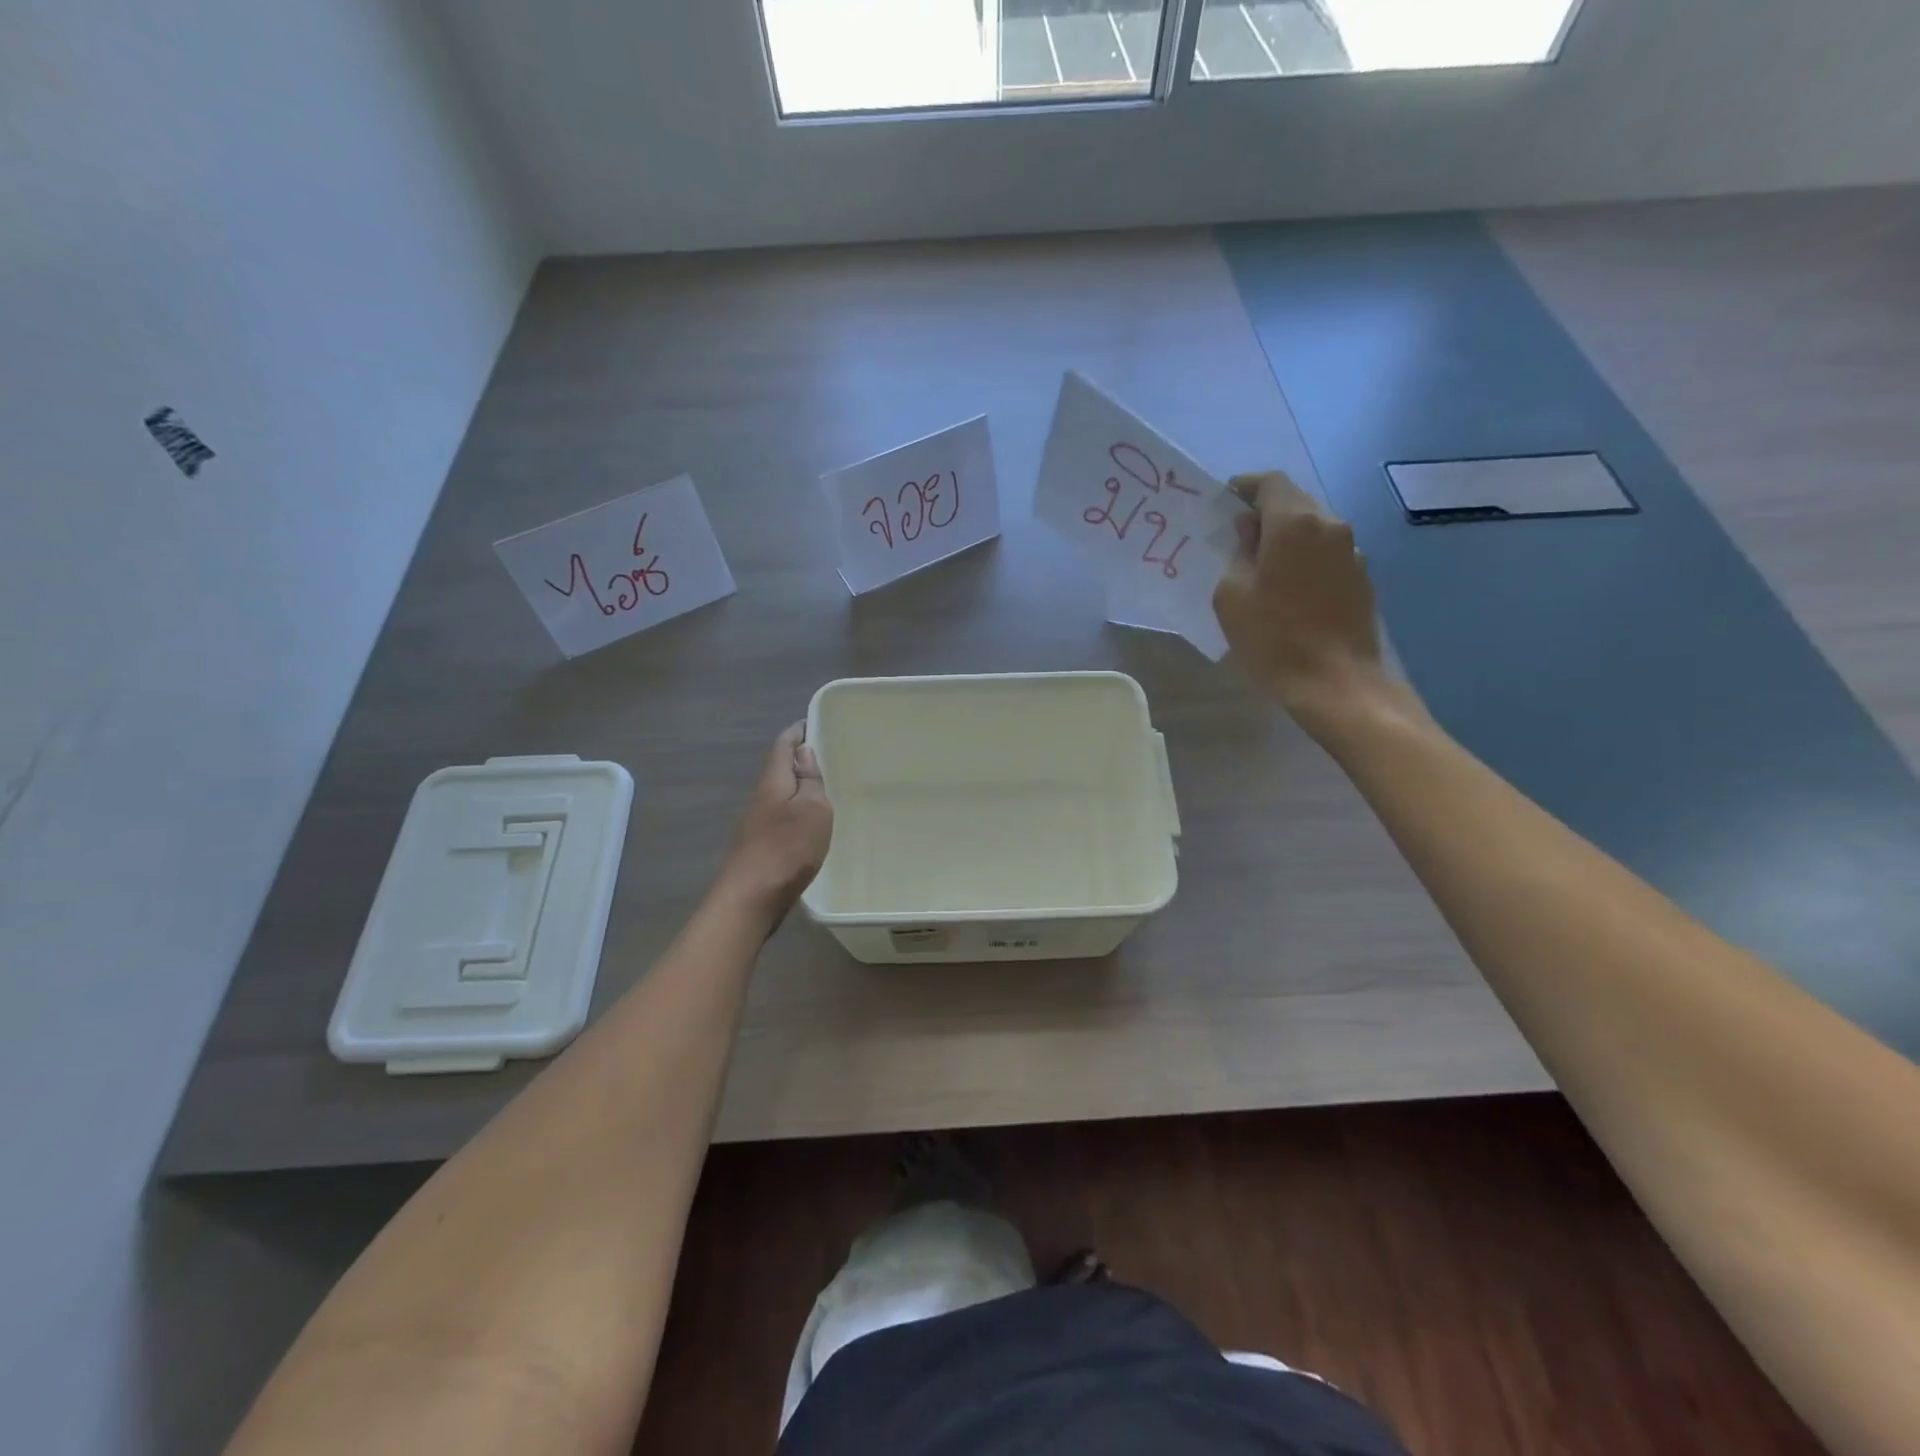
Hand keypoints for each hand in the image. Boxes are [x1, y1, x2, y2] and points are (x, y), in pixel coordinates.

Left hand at [719, 722, 833, 919]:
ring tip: (822, 788)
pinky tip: (807, 824)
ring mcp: (755, 824)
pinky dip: (793, 811)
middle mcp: (759, 798)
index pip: (782, 745)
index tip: (813, 723)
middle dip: (798, 759)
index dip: (797, 732)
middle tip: (827, 756)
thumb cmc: (787, 849)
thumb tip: (803, 753)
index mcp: (772, 782)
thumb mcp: (812, 809)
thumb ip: (809, 781)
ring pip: (778, 795)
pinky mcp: (757, 846)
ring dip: (796, 787)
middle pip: (777, 769)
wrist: (751, 898)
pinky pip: (778, 817)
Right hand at [1213, 471, 1388, 724]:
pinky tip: (1291, 587)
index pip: (1271, 483)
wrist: (1334, 681)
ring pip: (1314, 528)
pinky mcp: (1363, 578)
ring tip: (1264, 563)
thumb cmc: (1273, 637)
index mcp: (1294, 523)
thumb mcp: (1232, 595)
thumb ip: (1239, 552)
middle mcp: (1330, 525)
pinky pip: (1328, 553)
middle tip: (1239, 534)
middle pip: (1296, 502)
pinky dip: (1306, 558)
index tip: (1227, 498)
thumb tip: (1249, 530)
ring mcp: (1352, 551)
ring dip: (1288, 536)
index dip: (1246, 486)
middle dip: (1266, 512)